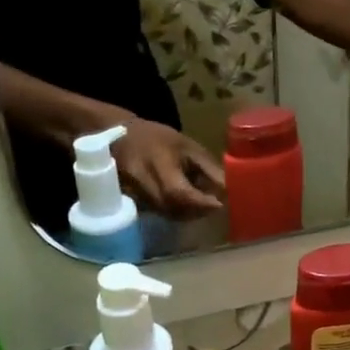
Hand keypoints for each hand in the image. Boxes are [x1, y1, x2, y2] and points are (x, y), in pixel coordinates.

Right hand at [110, 117, 224, 220]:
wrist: (119, 135)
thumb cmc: (159, 138)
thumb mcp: (188, 146)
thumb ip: (209, 169)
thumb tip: (230, 190)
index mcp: (158, 163)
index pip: (180, 192)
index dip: (201, 202)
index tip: (220, 204)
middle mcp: (143, 182)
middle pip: (173, 208)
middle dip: (197, 211)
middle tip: (214, 206)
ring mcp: (134, 194)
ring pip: (166, 214)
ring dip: (188, 215)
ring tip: (202, 205)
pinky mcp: (132, 200)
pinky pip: (158, 213)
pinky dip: (175, 213)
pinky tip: (186, 205)